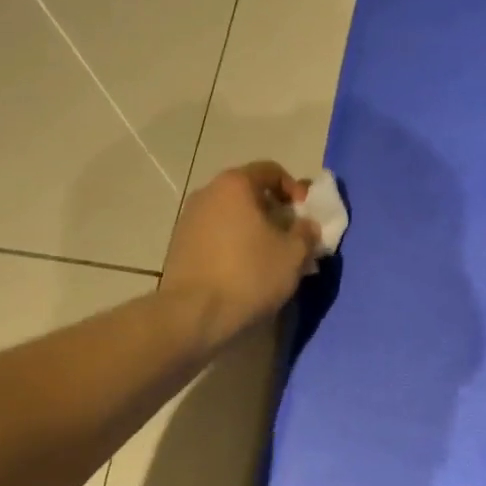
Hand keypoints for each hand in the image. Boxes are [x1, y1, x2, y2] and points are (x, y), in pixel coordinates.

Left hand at [160, 161, 321, 347]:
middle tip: (291, 237)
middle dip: (274, 211)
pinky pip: (216, 234)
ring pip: (231, 215)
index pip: (271, 171)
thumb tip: (306, 225)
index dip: (295, 188)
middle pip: (249, 192)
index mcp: (235, 185)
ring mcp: (189, 218)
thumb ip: (306, 232)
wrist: (192, 314)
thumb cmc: (249, 275)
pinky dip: (234, 244)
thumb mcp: (293, 254)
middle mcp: (208, 193)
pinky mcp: (179, 245)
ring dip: (254, 229)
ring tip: (270, 257)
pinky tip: (244, 270)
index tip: (305, 214)